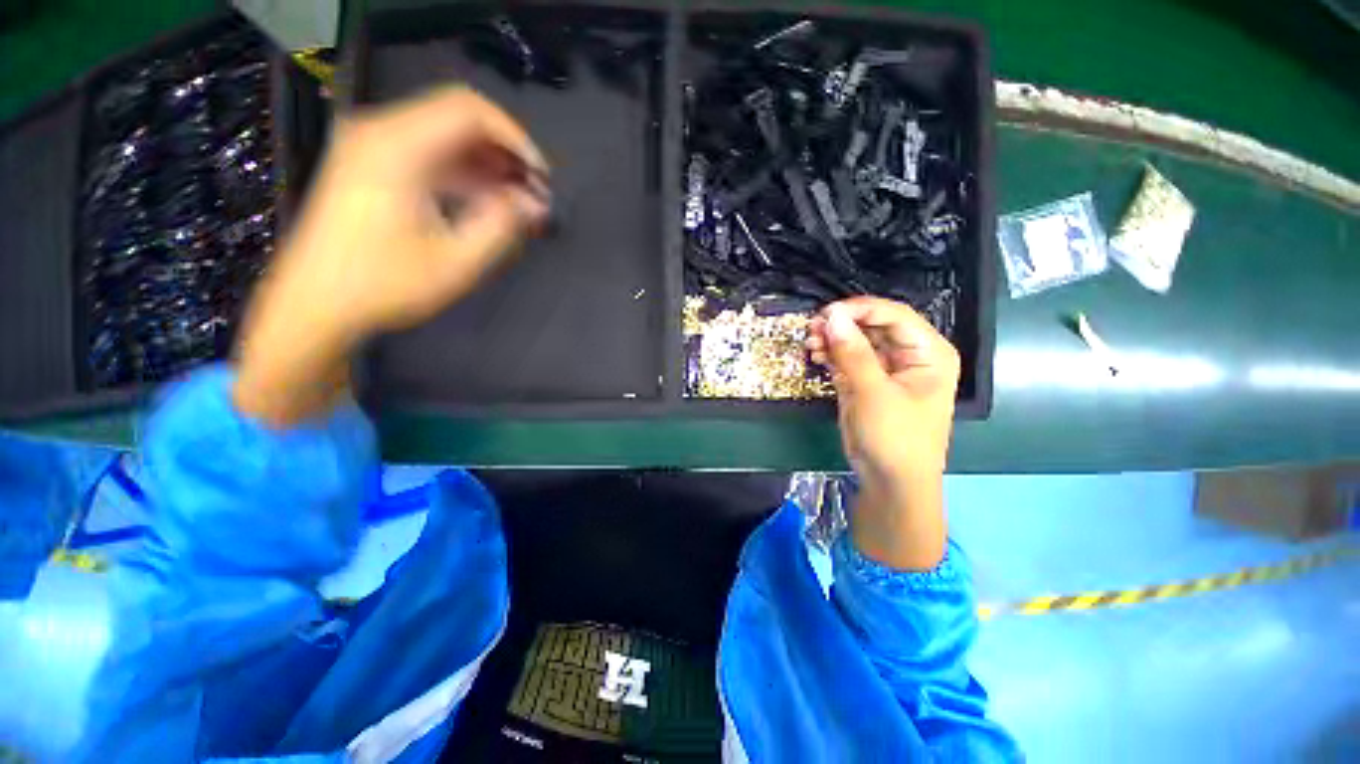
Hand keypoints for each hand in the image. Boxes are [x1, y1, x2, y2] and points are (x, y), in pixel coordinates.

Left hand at [234, 87, 549, 425]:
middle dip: (505, 153)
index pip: (470, 110)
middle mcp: (381, 132)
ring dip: (487, 165)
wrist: (314, 304)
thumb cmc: (384, 284)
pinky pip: (427, 154)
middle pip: (458, 118)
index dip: (516, 137)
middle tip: (535, 193)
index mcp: (398, 147)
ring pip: (445, 136)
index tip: (541, 176)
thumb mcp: (456, 262)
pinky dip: (463, 173)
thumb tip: (535, 204)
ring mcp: (371, 147)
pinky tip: (487, 203)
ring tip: (519, 203)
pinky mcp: (370, 165)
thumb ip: (502, 226)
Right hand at [805, 297, 959, 569]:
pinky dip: (832, 355)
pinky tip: (815, 354)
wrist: (890, 483)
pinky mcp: (868, 383)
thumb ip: (852, 352)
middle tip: (812, 328)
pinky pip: (849, 359)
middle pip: (874, 326)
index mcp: (928, 353)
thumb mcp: (873, 393)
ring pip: (858, 341)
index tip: (826, 314)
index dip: (859, 309)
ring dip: (833, 339)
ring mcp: (887, 370)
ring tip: (809, 343)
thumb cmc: (894, 438)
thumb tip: (831, 316)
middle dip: (842, 325)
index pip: (894, 315)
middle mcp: (910, 356)